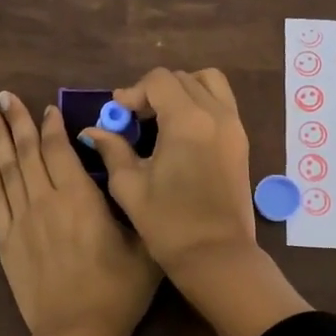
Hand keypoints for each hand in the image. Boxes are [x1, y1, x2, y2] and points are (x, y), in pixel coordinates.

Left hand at [0, 91, 161, 335]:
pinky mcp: (6, 242)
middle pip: (26, 152)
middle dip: (16, 121)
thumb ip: (133, 203)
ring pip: (6, 171)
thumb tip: (125, 172)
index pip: (59, 149)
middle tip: (3, 97)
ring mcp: (21, 221)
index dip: (51, 125)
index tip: (45, 107)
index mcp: (79, 197)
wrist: (76, 332)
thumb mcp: (144, 243)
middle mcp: (45, 200)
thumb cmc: (118, 290)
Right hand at [77, 68, 257, 273]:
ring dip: (182, 91)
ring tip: (162, 118)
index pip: (159, 80)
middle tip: (135, 119)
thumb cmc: (168, 224)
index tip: (118, 115)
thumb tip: (93, 131)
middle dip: (155, 91)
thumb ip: (112, 150)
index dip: (133, 92)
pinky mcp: (242, 142)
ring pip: (209, 83)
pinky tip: (181, 133)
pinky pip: (222, 103)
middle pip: (182, 79)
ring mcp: (234, 127)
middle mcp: (216, 114)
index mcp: (187, 121)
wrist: (216, 256)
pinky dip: (201, 104)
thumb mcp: (129, 186)